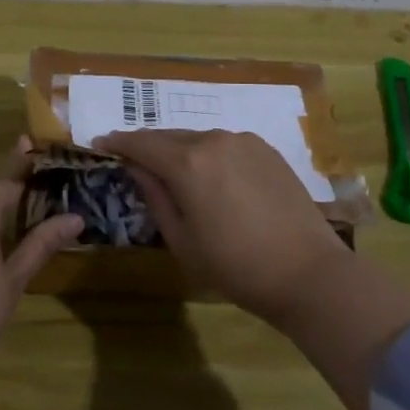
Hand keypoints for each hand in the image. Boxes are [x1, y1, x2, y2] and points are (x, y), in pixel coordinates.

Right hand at [94, 128, 351, 327]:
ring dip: (180, 151)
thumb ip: (155, 197)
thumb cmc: (236, 266)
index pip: (142, 143)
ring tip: (174, 173)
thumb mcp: (181, 240)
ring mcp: (244, 141)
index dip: (118, 143)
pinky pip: (225, 145)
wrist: (308, 273)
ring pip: (199, 139)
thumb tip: (137, 169)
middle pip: (170, 136)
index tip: (101, 143)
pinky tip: (211, 177)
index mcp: (187, 163)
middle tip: (134, 161)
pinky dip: (209, 155)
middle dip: (149, 147)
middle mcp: (214, 140)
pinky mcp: (267, 150)